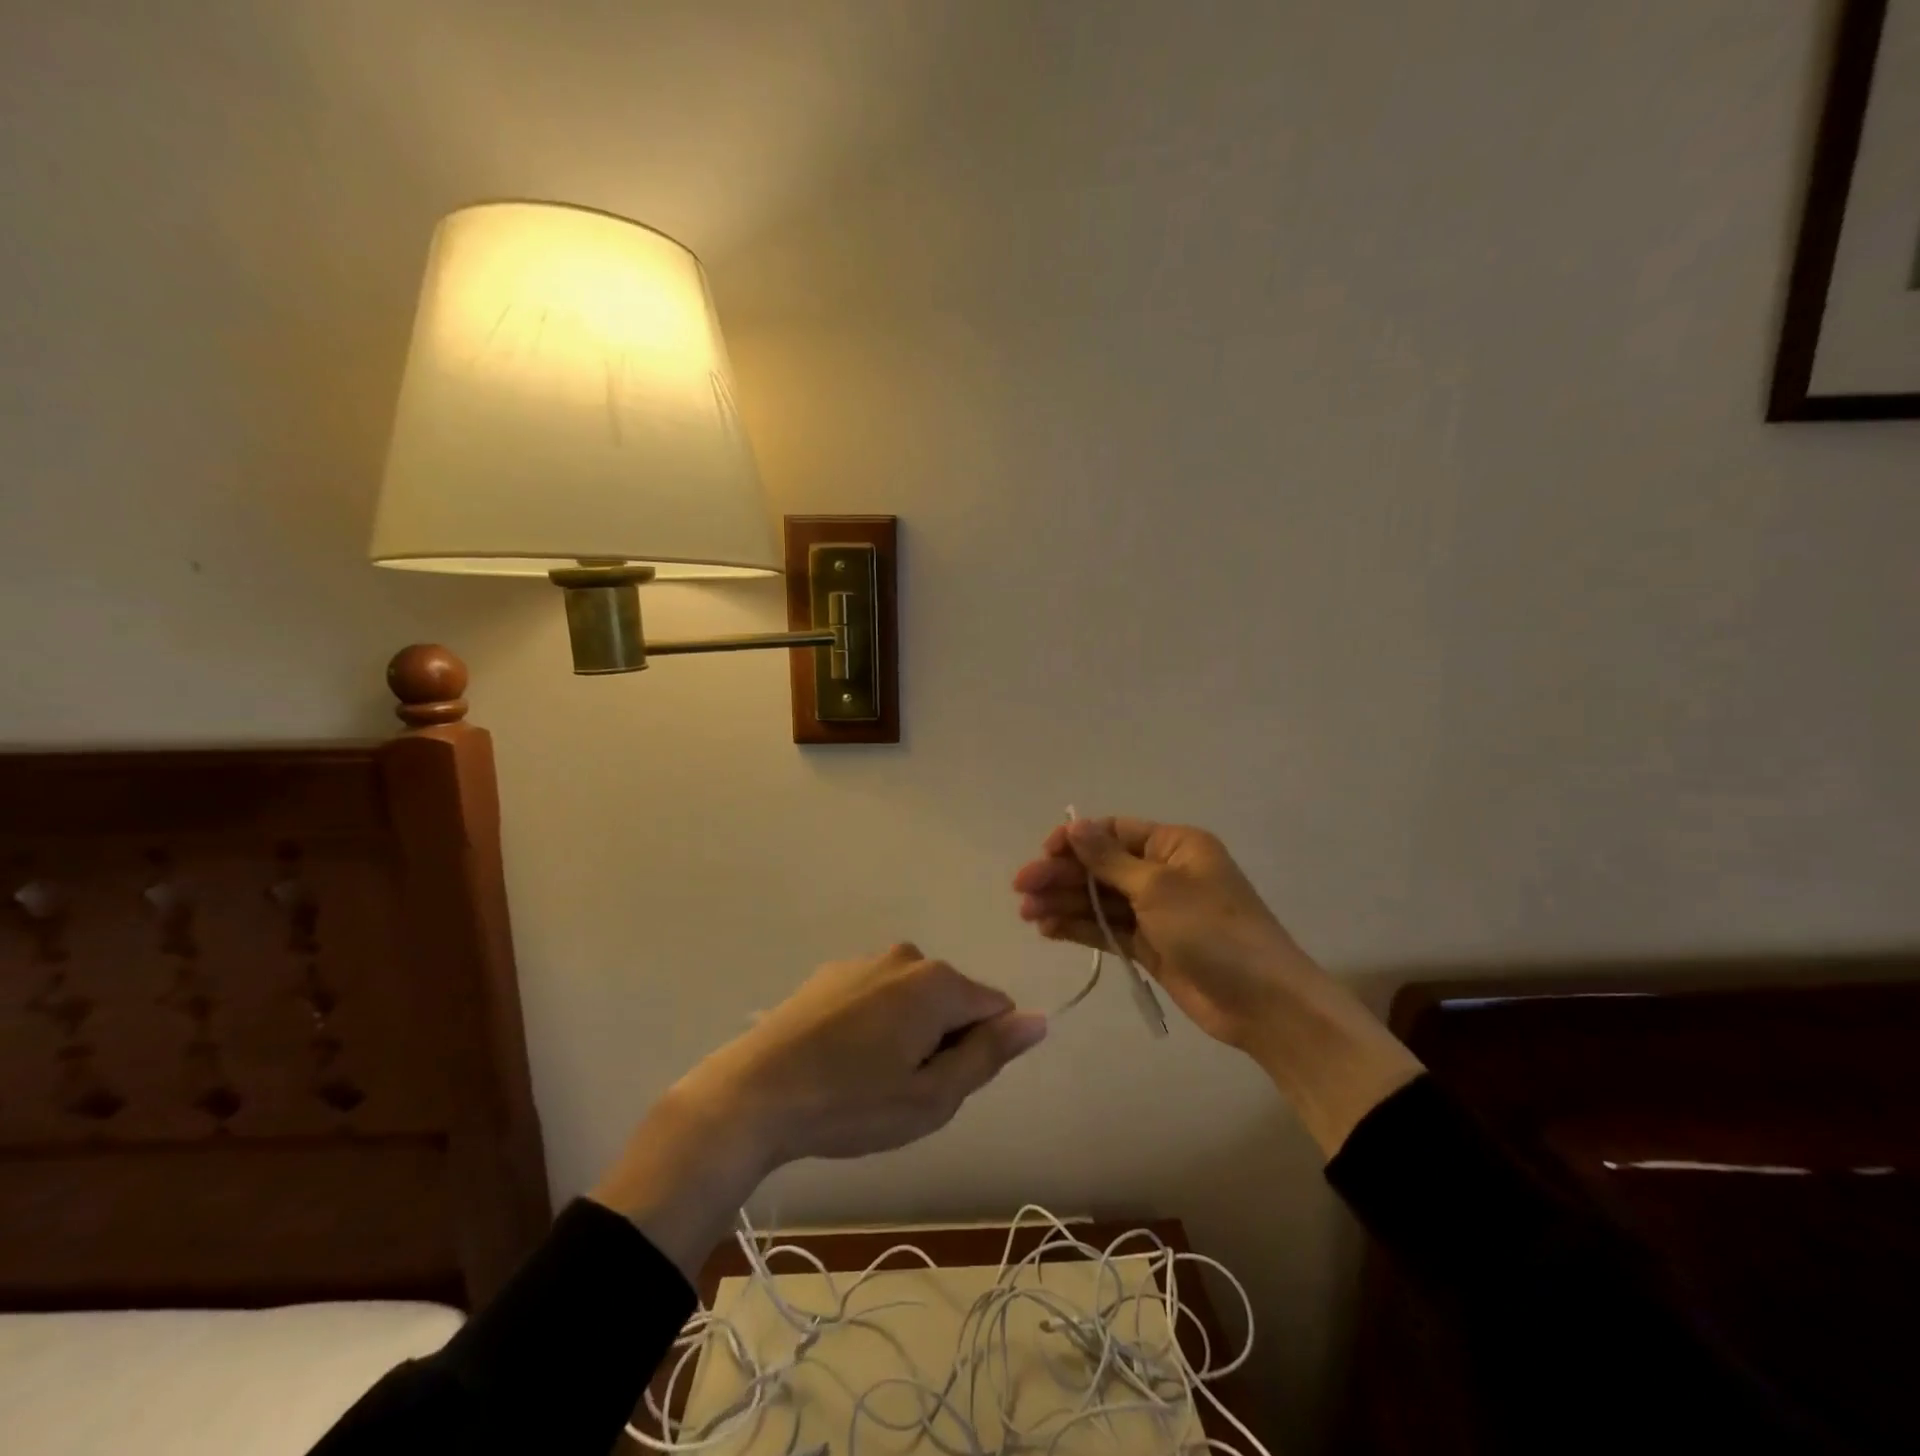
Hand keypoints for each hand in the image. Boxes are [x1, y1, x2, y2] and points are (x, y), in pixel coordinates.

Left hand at [592, 945, 1045, 1278]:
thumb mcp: (931, 1097)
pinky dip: (874, 1026)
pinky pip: (878, 997)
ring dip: (907, 1036)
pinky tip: (839, 1061)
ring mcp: (865, 961)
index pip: (995, 1009)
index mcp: (937, 982)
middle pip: (953, 1002)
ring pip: (914, 1001)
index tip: (940, 1085)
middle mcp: (906, 956)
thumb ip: (989, 1054)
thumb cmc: (851, 1103)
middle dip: (942, 1042)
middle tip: (902, 1091)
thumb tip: (1038, 1020)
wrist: (753, 1094)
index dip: (979, 1053)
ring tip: (867, 1081)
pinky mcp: (831, 974)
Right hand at [1012, 816, 1423, 1157]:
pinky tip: (1049, 930)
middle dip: (1062, 876)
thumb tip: (1074, 824)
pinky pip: (1109, 929)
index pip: (1115, 832)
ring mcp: (1158, 912)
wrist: (1264, 1004)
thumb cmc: (1214, 932)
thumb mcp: (1159, 888)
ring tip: (1027, 915)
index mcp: (1175, 846)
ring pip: (1102, 900)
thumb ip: (1109, 859)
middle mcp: (1165, 873)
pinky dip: (1081, 928)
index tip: (1042, 854)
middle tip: (1021, 890)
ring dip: (1065, 903)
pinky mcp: (1152, 946)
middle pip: (1103, 867)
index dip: (1076, 840)